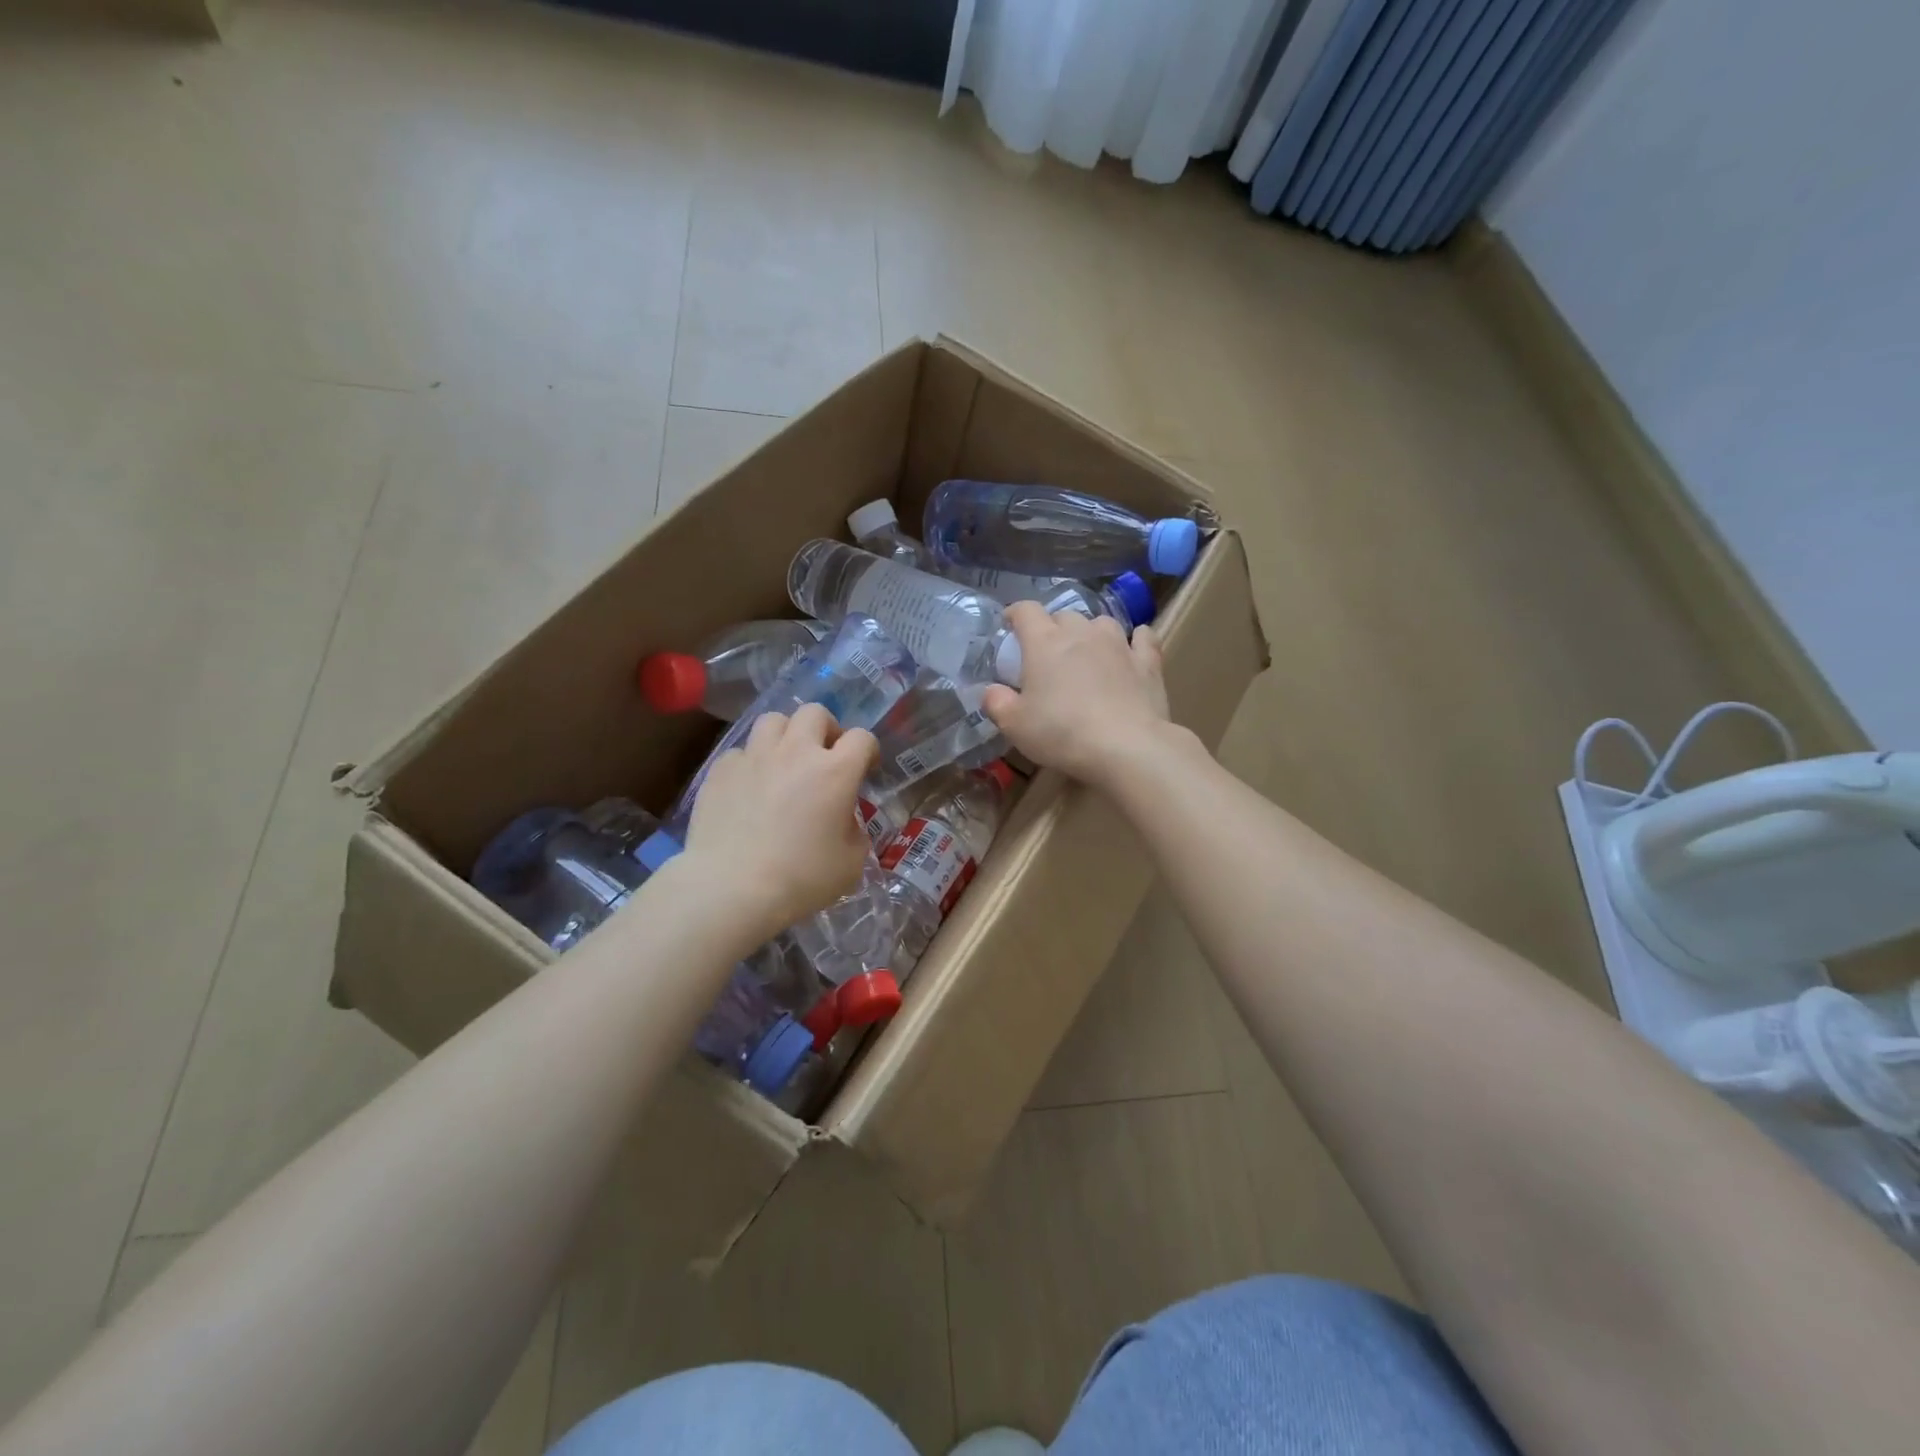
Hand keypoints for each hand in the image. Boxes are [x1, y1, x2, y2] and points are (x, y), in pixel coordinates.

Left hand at [682, 706, 877, 941]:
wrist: (732, 888)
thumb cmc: (801, 879)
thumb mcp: (851, 863)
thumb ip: (855, 832)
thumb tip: (844, 821)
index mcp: (836, 771)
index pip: (862, 738)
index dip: (868, 751)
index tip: (866, 770)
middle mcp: (796, 752)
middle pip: (815, 713)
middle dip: (826, 729)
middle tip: (824, 756)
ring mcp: (755, 756)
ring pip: (773, 720)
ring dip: (786, 735)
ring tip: (785, 761)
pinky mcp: (721, 770)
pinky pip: (741, 751)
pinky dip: (750, 763)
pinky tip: (749, 787)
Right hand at [982, 603, 1170, 786]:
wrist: (1126, 747)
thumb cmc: (1062, 733)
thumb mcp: (1015, 725)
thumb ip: (997, 703)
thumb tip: (992, 691)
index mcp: (1044, 643)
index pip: (1026, 611)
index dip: (1016, 614)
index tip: (1010, 625)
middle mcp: (1082, 633)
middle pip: (1064, 616)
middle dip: (1053, 628)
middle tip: (1048, 653)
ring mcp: (1119, 644)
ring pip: (1101, 623)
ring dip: (1091, 632)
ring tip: (1088, 651)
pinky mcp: (1147, 662)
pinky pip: (1143, 638)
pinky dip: (1136, 639)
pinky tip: (1135, 645)